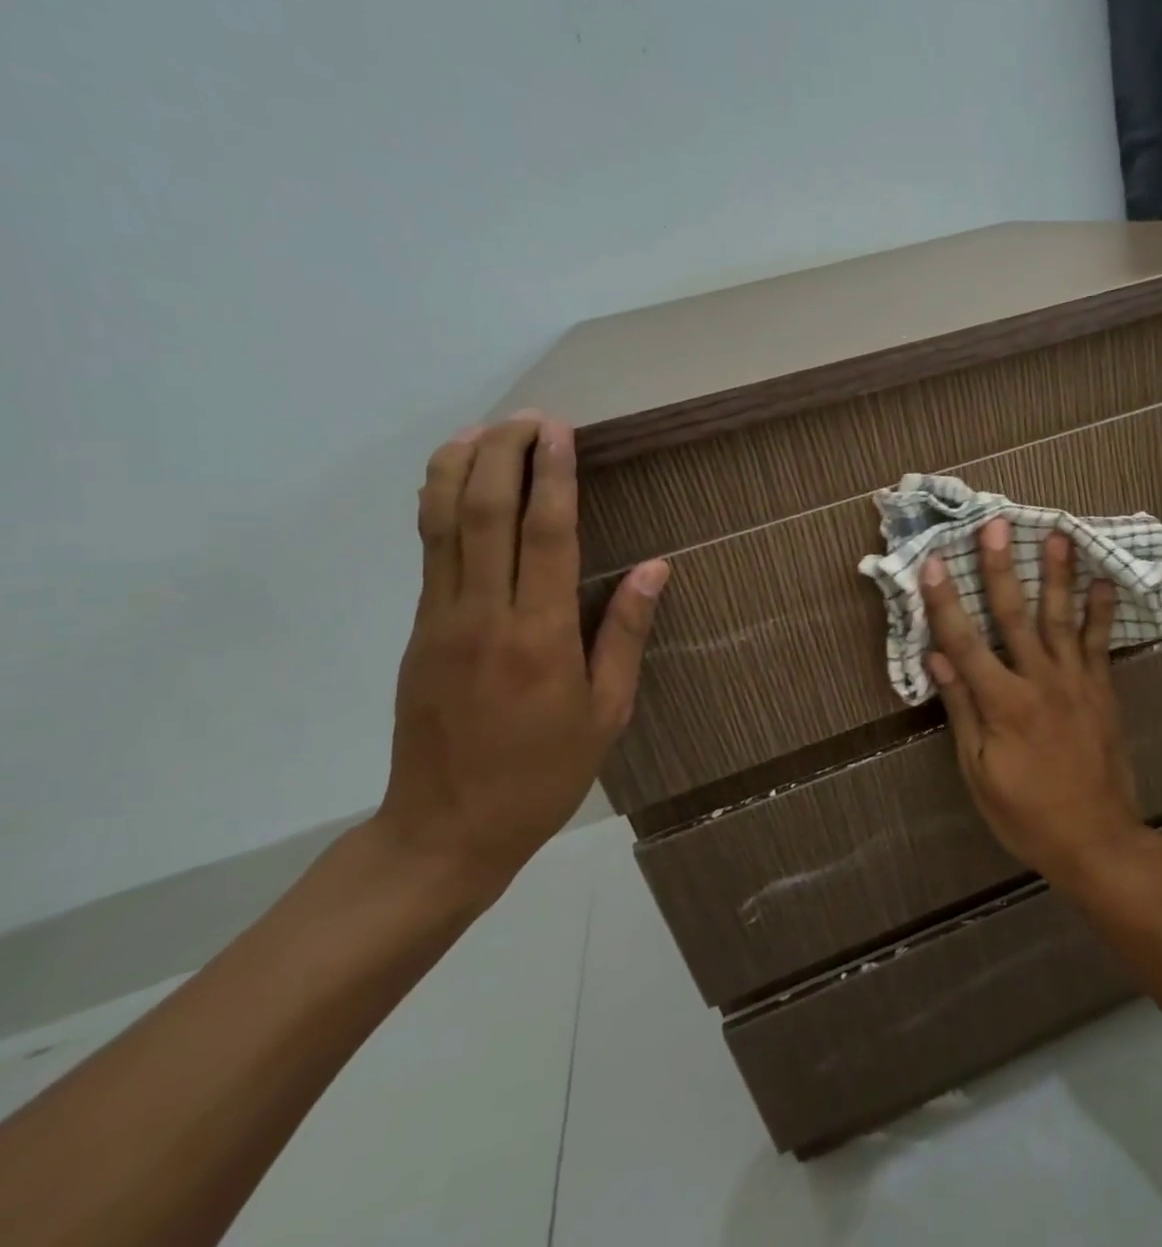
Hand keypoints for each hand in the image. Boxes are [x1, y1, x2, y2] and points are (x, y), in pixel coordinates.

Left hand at [377, 411, 669, 898]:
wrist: (446, 828)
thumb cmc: (544, 772)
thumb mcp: (607, 711)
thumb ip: (626, 633)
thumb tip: (656, 568)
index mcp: (540, 637)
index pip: (545, 536)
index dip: (553, 477)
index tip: (561, 433)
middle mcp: (484, 615)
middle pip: (483, 513)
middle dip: (503, 454)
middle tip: (529, 417)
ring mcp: (441, 620)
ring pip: (442, 525)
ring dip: (460, 468)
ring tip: (484, 430)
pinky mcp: (419, 631)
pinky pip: (430, 552)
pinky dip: (439, 505)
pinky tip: (455, 483)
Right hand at [922, 517, 1150, 889]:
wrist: (1096, 839)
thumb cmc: (1026, 813)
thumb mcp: (978, 771)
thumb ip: (962, 708)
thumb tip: (937, 656)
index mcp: (1004, 703)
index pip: (965, 641)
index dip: (946, 601)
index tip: (935, 562)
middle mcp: (1040, 680)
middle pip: (1015, 615)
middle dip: (1002, 568)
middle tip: (996, 525)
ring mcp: (1076, 681)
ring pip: (1062, 618)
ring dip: (1057, 574)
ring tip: (1056, 534)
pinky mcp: (1102, 689)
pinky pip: (1100, 642)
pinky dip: (1101, 611)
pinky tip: (1103, 581)